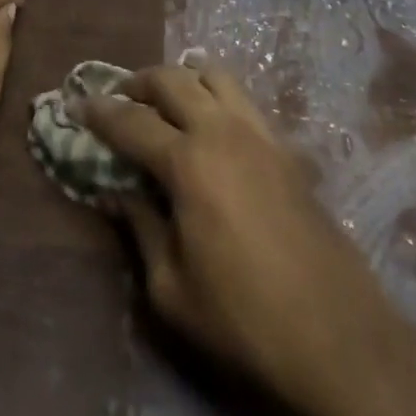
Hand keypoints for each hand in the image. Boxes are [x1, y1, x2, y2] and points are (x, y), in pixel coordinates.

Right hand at [80, 63, 390, 415]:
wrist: (340, 340)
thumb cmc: (244, 321)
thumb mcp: (170, 288)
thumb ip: (140, 226)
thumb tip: (119, 189)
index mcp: (189, 162)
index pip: (131, 121)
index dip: (98, 112)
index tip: (76, 105)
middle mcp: (223, 131)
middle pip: (173, 79)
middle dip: (138, 82)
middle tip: (119, 98)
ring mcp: (261, 135)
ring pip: (214, 75)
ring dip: (182, 78)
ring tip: (165, 103)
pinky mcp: (286, 150)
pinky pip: (243, 100)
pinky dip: (216, 97)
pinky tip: (209, 129)